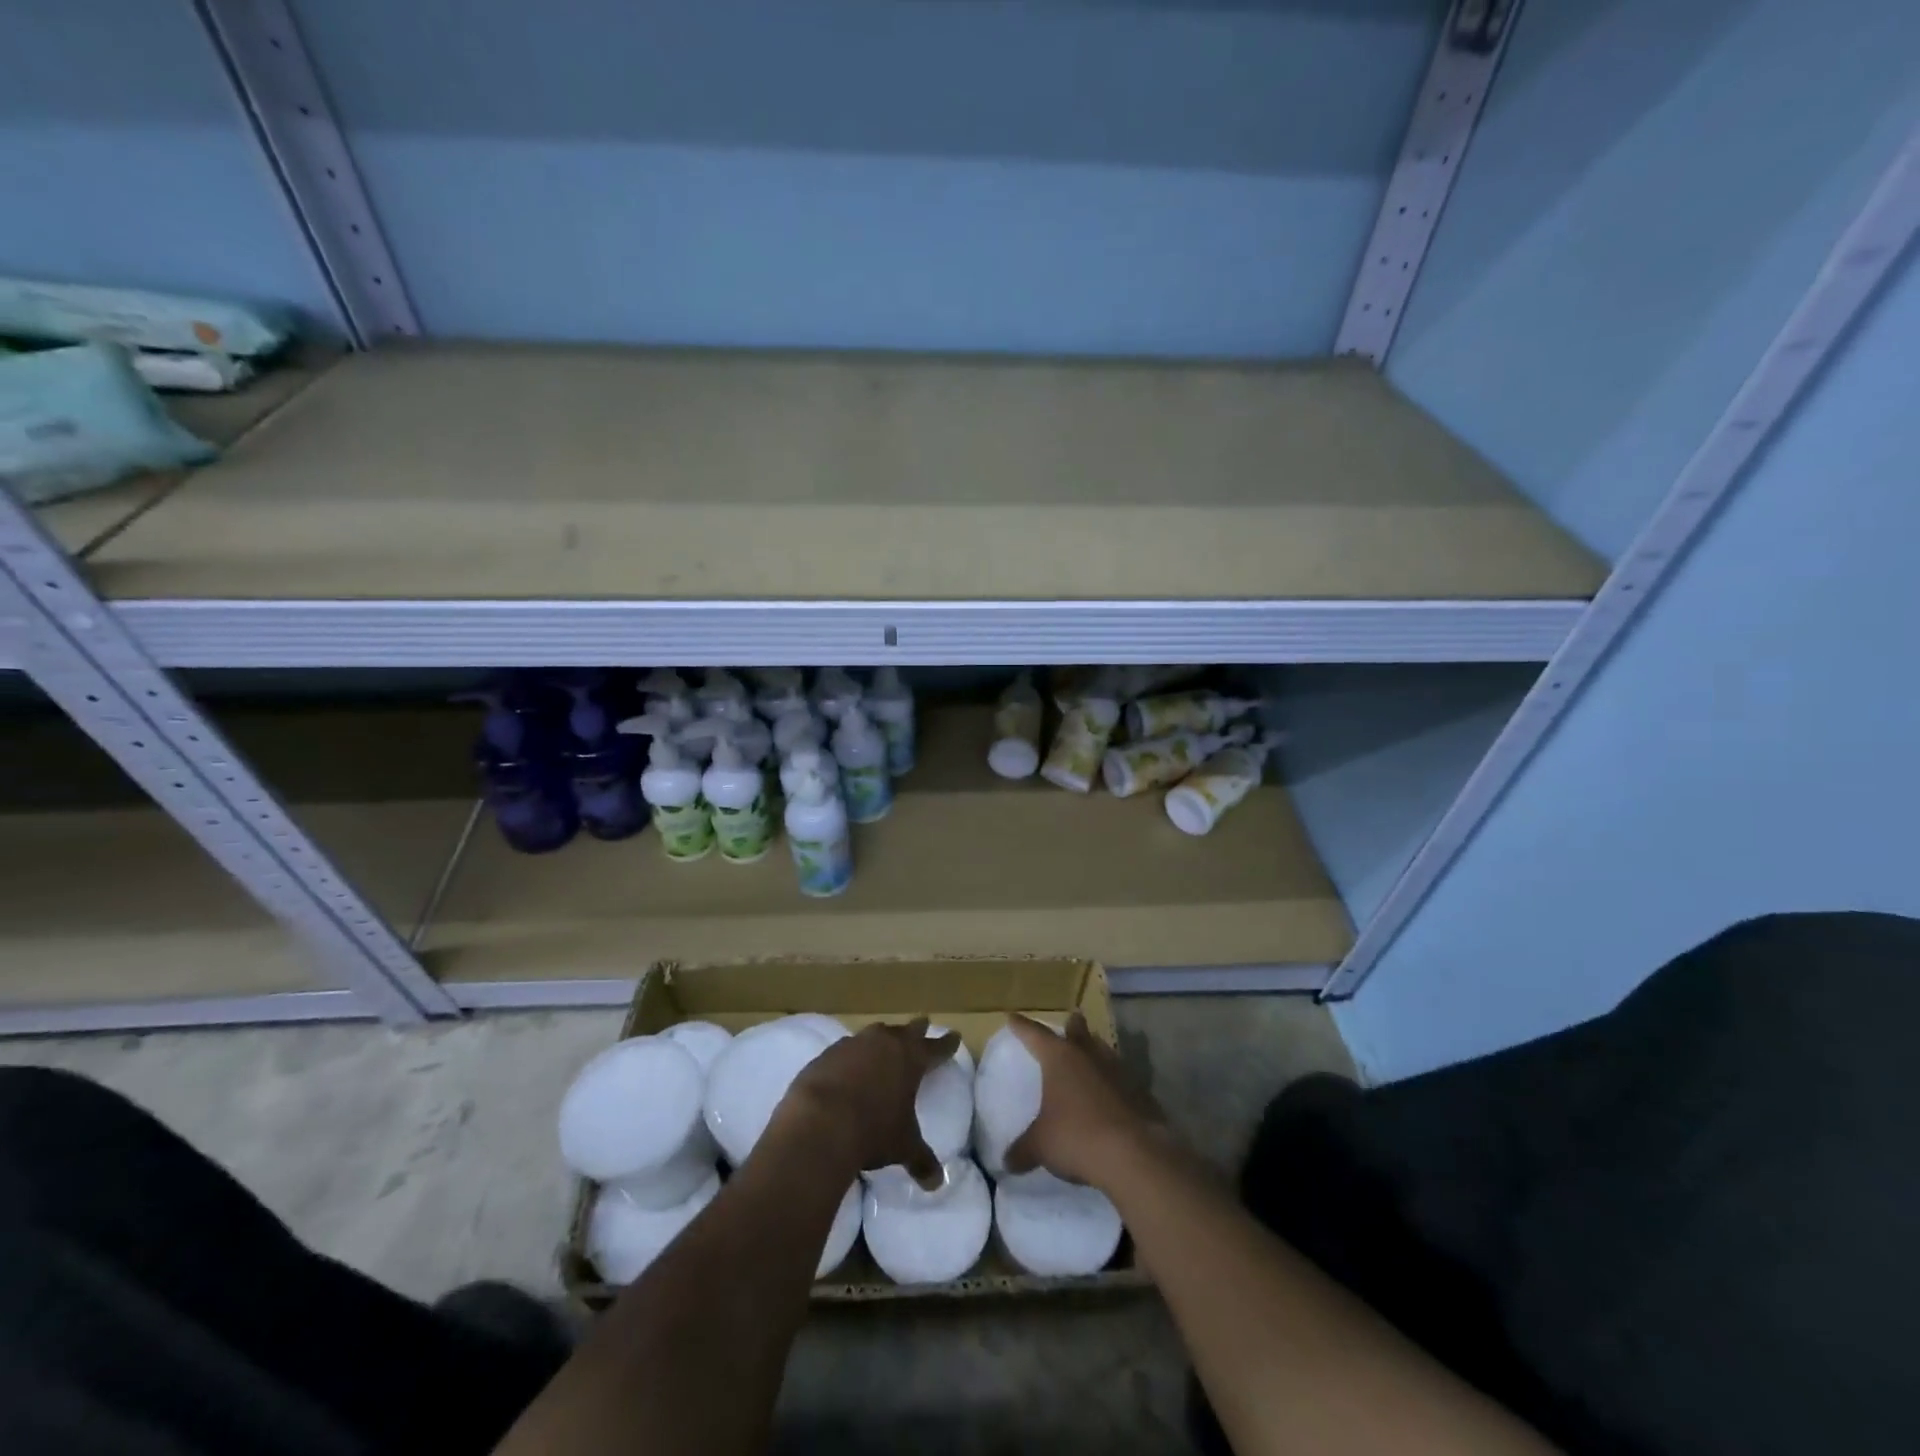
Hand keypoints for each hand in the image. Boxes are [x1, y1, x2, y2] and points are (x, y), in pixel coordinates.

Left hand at [775, 1018, 959, 1187]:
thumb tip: (937, 1183)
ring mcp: (854, 1044)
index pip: (936, 1048)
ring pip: (875, 1034)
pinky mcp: (827, 1054)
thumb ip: (921, 1160)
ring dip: (883, 1039)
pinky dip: (853, 1055)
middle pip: (907, 1030)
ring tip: (885, 1043)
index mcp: (911, 1059)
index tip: (955, 1035)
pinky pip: (847, 1049)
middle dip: (918, 1029)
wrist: (819, 1122)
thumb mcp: (903, 1147)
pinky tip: (849, 1066)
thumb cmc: (872, 1131)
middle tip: (924, 1024)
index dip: (947, 1044)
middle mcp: (885, 1043)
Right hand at [1004, 1012, 1167, 1189]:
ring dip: (1096, 1051)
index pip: (1035, 1035)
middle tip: (1072, 1018)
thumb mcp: (1041, 1146)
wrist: (1134, 1154)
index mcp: (1060, 1058)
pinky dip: (1114, 1081)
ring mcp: (1118, 1072)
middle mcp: (1089, 1056)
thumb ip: (1023, 1150)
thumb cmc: (1077, 1137)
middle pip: (1079, 1033)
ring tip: (1093, 1049)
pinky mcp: (1140, 1093)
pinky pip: (1122, 1079)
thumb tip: (1006, 1162)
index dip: (1022, 1027)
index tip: (1012, 1017)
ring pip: (1104, 1052)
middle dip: (1073, 1027)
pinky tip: (1113, 1092)